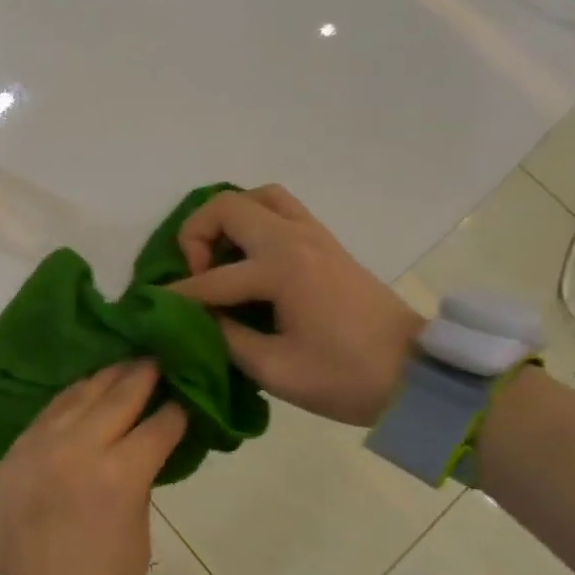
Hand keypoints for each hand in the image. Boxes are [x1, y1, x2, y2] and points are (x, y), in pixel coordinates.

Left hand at [0, 362, 185, 574]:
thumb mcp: (136, 542)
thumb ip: (136, 486)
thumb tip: (139, 455)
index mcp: (116, 476)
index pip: (156, 427)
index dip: (176, 410)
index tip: (188, 393)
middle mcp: (75, 447)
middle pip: (115, 396)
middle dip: (142, 375)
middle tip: (159, 357)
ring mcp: (37, 446)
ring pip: (76, 395)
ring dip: (104, 378)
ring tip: (125, 364)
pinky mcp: (12, 453)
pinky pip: (45, 414)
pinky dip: (69, 399)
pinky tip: (82, 390)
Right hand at [166, 185, 423, 426]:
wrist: (420, 375)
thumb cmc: (348, 377)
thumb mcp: (275, 370)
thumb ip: (225, 338)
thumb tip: (195, 319)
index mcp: (281, 270)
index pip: (211, 279)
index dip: (177, 297)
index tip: (153, 307)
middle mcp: (294, 239)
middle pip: (226, 207)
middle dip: (195, 237)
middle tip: (196, 275)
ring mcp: (313, 235)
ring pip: (257, 197)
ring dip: (228, 220)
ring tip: (220, 256)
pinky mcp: (325, 242)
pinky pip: (280, 208)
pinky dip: (254, 219)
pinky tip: (248, 255)